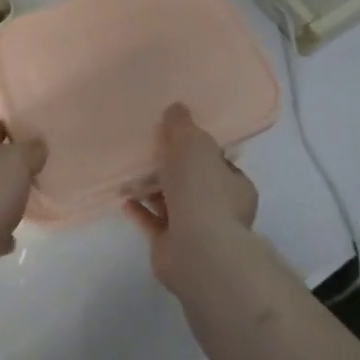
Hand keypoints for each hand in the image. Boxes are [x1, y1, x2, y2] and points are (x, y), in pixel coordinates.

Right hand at [125, 103, 258, 296]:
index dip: (198, 148)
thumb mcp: (194, 144)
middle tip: (149, 150)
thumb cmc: (203, 191)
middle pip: (193, 182)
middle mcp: (221, 209)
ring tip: (130, 171)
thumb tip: (176, 108)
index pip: (218, 161)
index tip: (176, 136)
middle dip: (173, 169)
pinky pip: (154, 223)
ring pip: (173, 203)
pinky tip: (124, 197)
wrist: (198, 251)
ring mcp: (198, 231)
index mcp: (235, 185)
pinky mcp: (174, 248)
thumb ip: (183, 125)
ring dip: (153, 189)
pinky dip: (141, 210)